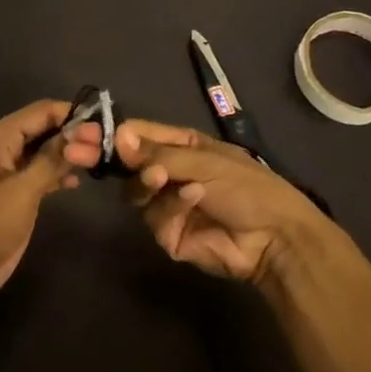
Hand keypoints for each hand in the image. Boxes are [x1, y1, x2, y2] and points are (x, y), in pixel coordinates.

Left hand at [0, 100, 102, 318]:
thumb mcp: (21, 193)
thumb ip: (50, 161)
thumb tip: (81, 132)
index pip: (40, 112)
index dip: (72, 114)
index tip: (106, 125)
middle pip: (40, 128)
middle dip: (72, 133)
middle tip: (109, 144)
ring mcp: (2, 173)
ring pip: (40, 152)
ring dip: (66, 154)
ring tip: (101, 160)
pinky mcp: (7, 196)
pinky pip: (35, 173)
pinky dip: (55, 174)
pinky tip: (77, 182)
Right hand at [115, 120, 325, 284]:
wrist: (277, 238)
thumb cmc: (247, 186)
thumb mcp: (203, 160)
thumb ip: (157, 153)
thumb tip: (117, 137)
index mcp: (180, 147)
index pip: (139, 136)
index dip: (117, 135)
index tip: (93, 134)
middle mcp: (169, 174)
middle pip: (129, 166)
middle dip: (121, 161)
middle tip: (100, 156)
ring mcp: (168, 206)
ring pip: (136, 193)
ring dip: (150, 183)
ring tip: (163, 178)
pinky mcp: (170, 236)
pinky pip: (156, 218)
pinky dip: (173, 206)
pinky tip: (196, 198)